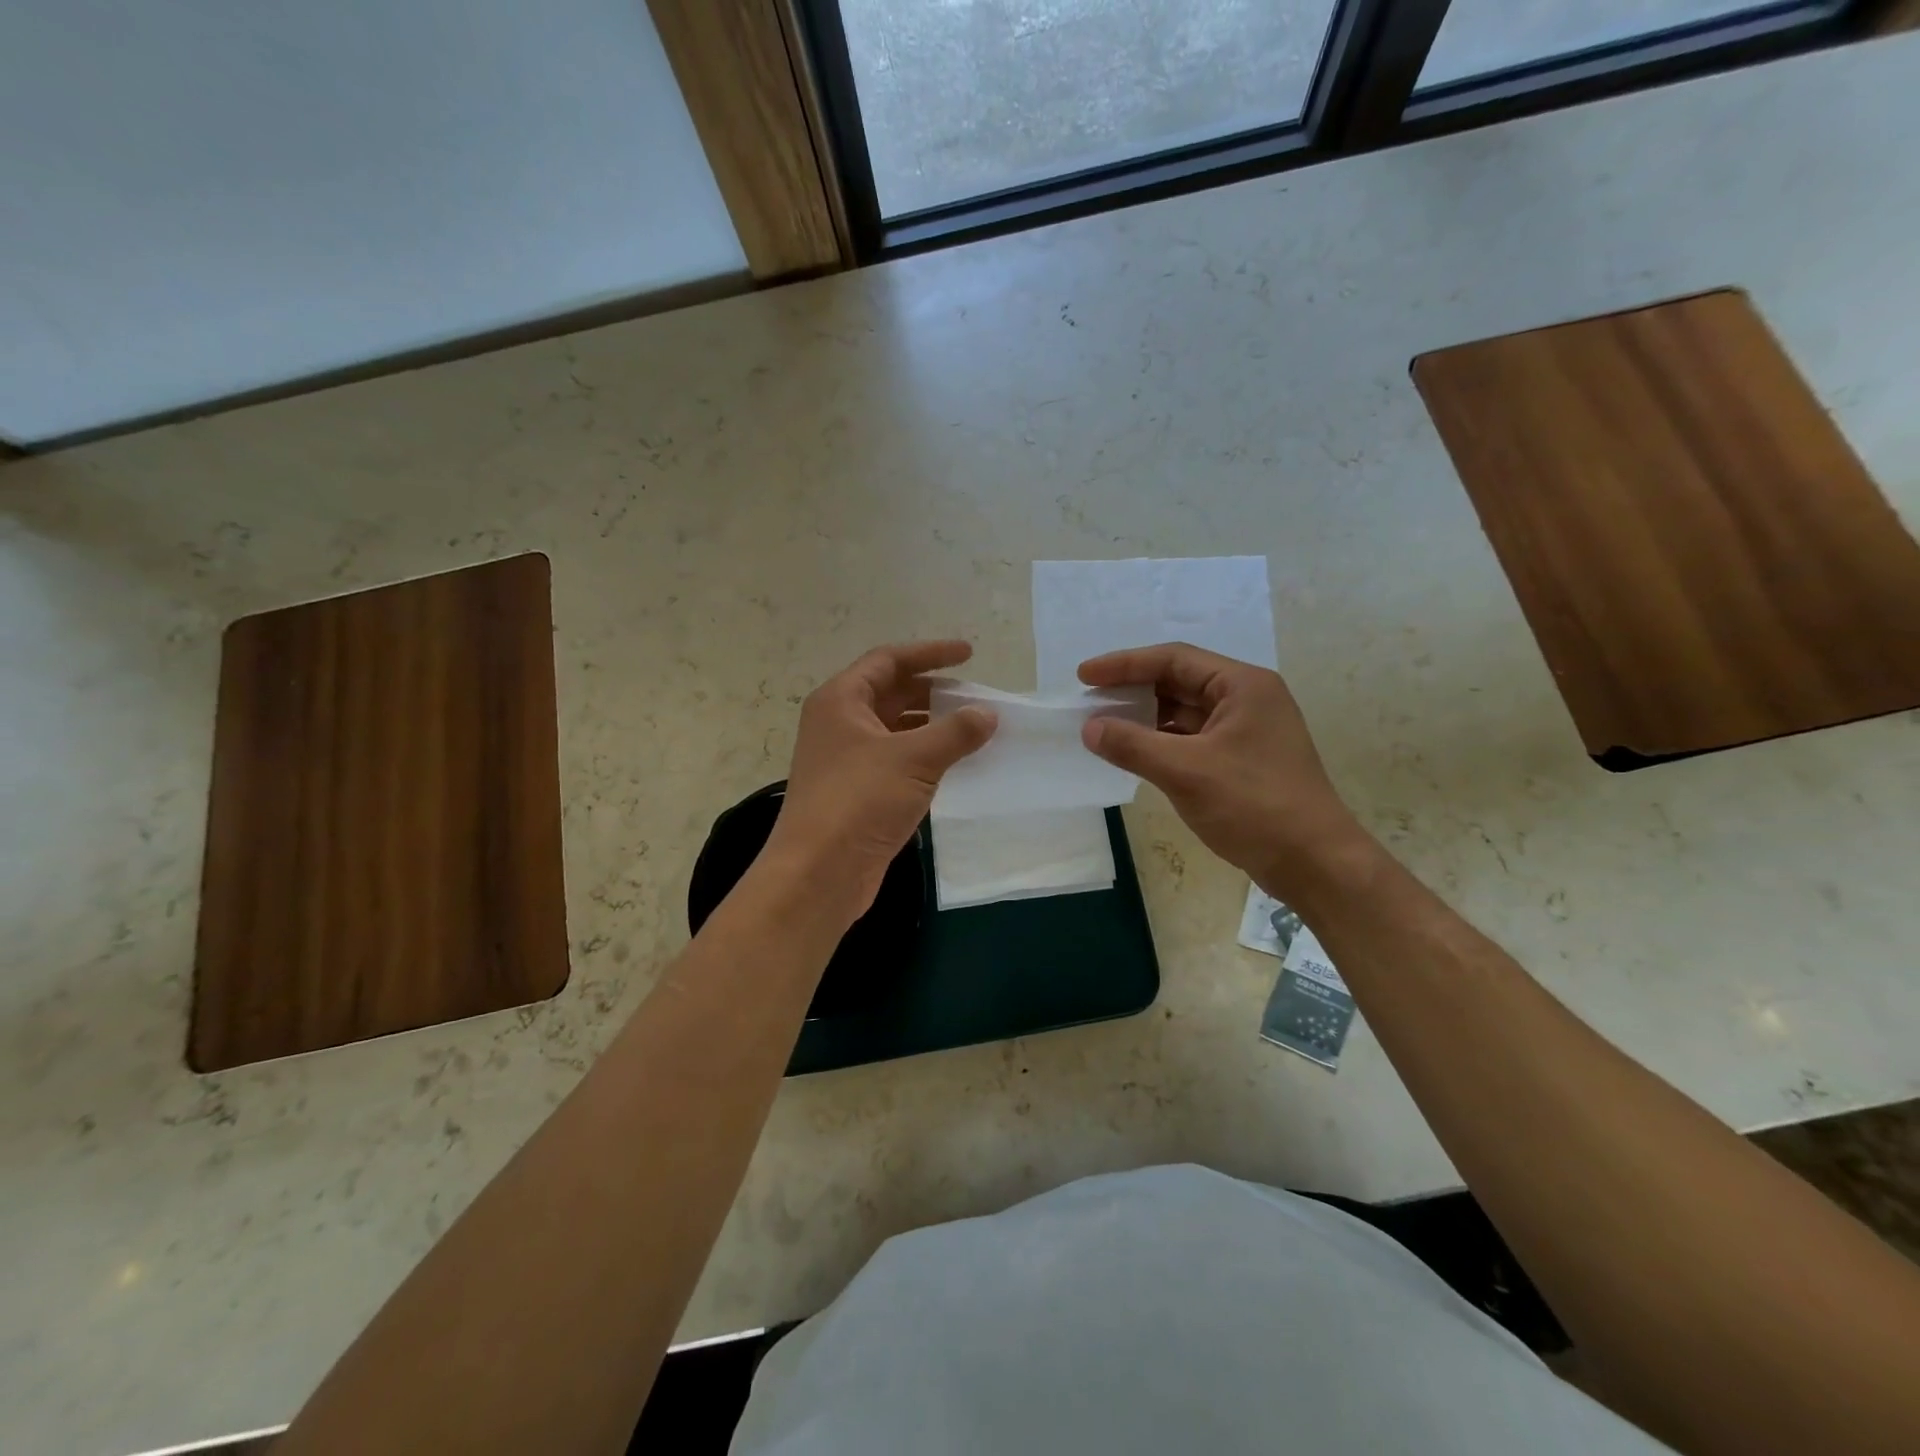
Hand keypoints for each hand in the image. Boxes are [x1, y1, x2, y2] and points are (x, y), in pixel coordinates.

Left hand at [764, 641, 996, 919]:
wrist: (819, 873)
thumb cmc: (859, 801)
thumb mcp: (913, 759)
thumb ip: (955, 732)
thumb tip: (987, 714)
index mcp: (841, 700)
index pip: (889, 660)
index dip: (930, 653)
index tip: (970, 655)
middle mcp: (839, 723)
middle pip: (891, 693)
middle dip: (933, 692)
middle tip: (975, 697)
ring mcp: (846, 759)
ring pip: (895, 729)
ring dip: (931, 726)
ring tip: (973, 730)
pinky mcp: (856, 792)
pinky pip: (896, 760)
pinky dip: (924, 756)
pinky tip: (954, 765)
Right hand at [1078, 643, 1368, 895]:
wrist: (1314, 863)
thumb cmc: (1254, 806)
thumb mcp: (1186, 771)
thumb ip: (1132, 745)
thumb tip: (1090, 728)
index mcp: (1242, 686)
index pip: (1173, 659)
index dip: (1124, 664)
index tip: (1084, 675)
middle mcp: (1247, 699)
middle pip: (1179, 681)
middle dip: (1133, 690)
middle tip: (1090, 700)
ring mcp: (1246, 731)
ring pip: (1184, 713)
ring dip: (1145, 718)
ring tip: (1104, 727)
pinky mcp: (1242, 761)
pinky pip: (1192, 739)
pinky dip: (1161, 742)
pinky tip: (1134, 753)